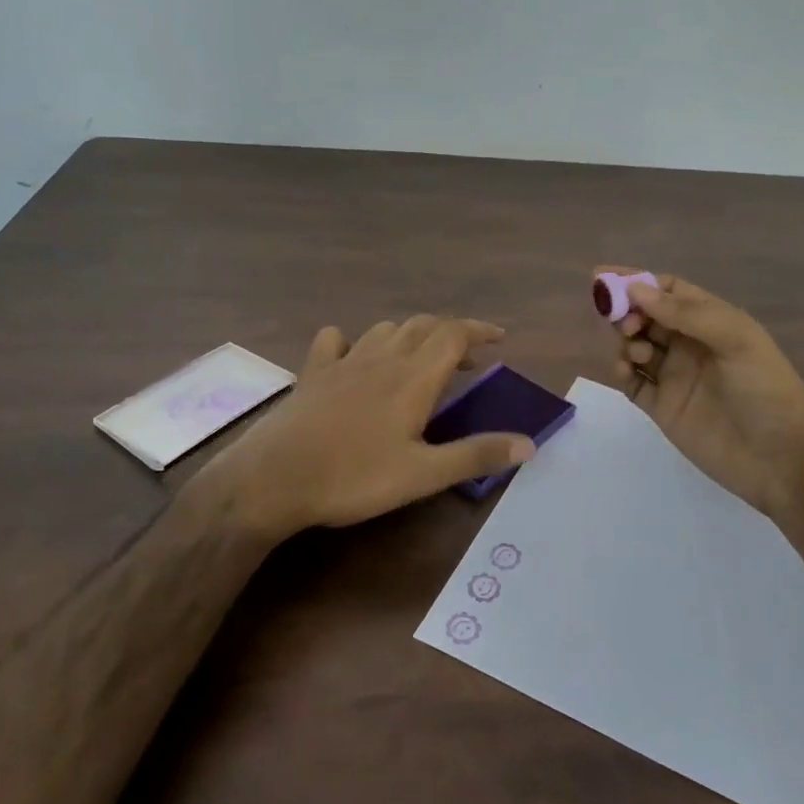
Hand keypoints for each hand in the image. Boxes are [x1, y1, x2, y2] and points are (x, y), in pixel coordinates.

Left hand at [195, 315, 535, 539]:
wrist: (273, 478)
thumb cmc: (354, 477)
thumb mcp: (423, 474)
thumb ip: (476, 455)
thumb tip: (530, 443)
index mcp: (413, 377)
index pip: (454, 334)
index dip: (479, 330)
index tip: (499, 338)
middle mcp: (382, 359)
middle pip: (423, 325)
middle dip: (450, 333)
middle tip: (467, 358)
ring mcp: (344, 362)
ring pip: (385, 329)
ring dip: (410, 334)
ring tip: (420, 358)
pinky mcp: (312, 373)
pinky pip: (335, 340)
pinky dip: (353, 340)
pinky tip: (354, 357)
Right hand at [598, 267, 803, 521]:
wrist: (781, 460)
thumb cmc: (765, 389)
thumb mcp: (735, 339)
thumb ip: (685, 313)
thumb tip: (635, 289)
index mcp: (712, 321)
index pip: (668, 290)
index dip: (637, 281)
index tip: (604, 277)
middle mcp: (690, 345)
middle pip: (647, 316)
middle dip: (628, 311)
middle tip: (623, 322)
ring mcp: (675, 377)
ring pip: (635, 346)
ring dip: (626, 341)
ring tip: (636, 353)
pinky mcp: (663, 408)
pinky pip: (633, 382)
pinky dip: (622, 372)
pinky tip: (624, 371)